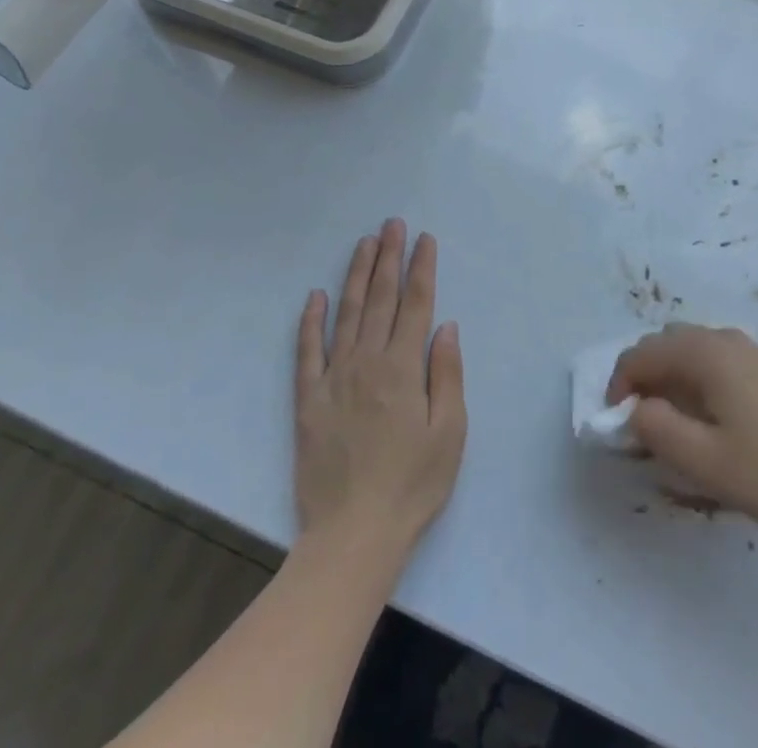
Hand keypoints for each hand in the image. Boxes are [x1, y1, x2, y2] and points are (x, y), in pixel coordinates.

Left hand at [295, 220, 465, 566]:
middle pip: (381, 298)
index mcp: (403, 368)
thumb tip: (444, 325)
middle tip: (392, 224)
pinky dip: (310, 321)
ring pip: (347, 313)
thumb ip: (447, 374)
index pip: (416, 304)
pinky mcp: (308, 399)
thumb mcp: (450, 433)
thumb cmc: (413, 484)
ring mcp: (334, 377)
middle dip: (388, 257)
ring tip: (364, 243)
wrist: (353, 534)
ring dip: (357, 275)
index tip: (424, 239)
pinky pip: (307, 351)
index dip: (421, 268)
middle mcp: (367, 361)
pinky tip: (315, 296)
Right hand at [608, 325, 757, 539]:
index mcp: (704, 352)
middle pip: (664, 343)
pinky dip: (693, 375)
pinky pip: (712, 357)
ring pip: (688, 347)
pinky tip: (704, 413)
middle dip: (642, 375)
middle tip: (639, 420)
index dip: (620, 384)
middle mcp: (723, 338)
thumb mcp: (701, 459)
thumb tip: (636, 409)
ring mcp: (748, 349)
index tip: (616, 423)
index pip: (642, 354)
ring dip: (667, 374)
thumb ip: (655, 428)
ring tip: (668, 418)